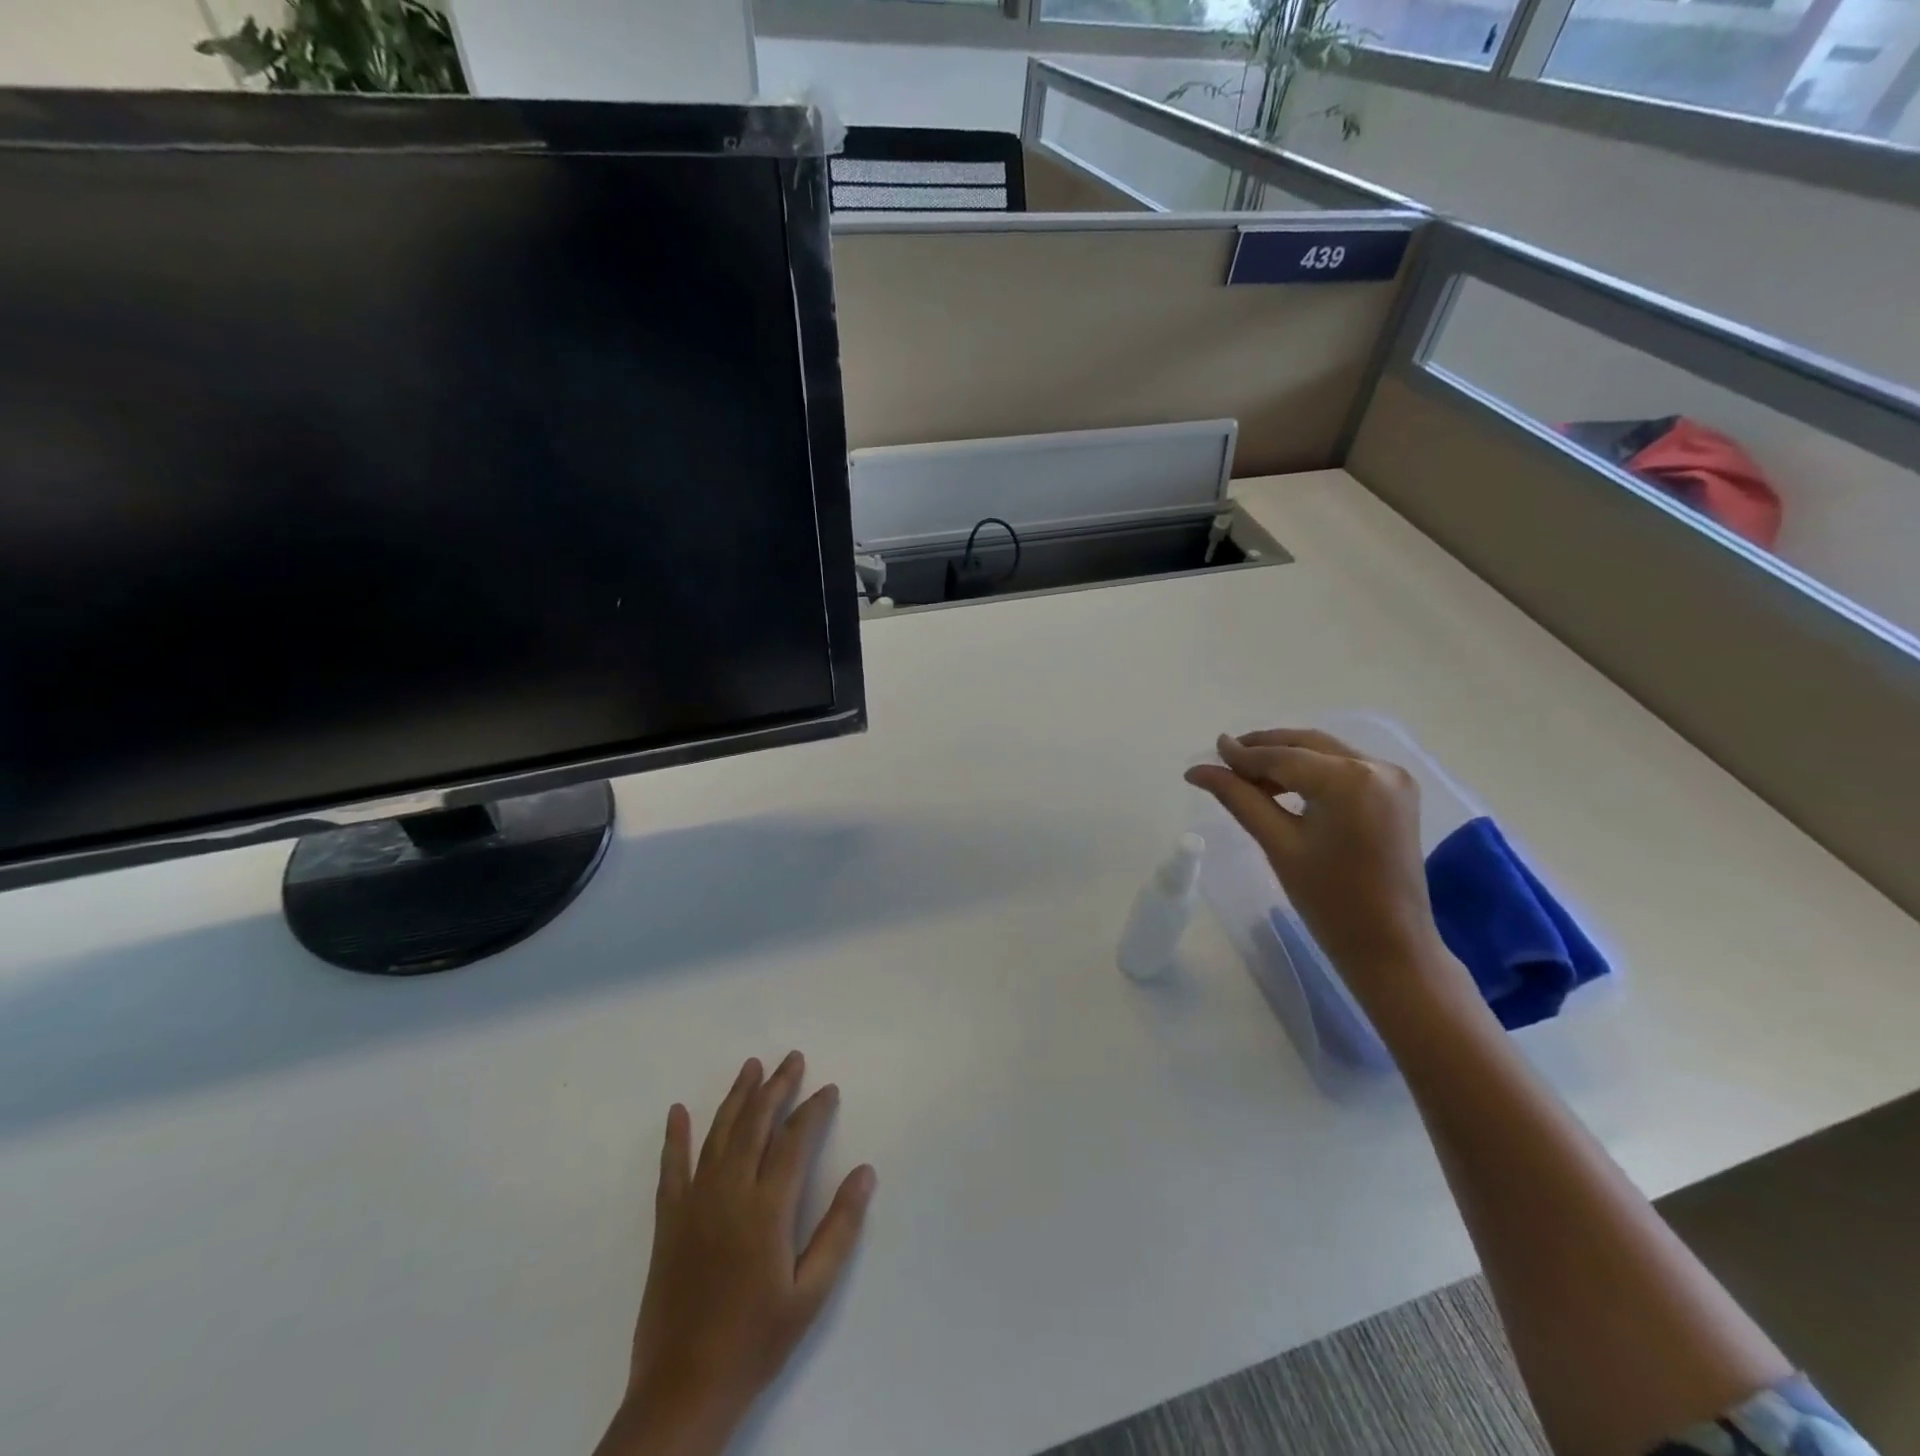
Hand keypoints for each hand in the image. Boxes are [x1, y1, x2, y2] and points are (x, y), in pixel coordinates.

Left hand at [599, 1053, 876, 1455]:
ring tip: (751, 1066)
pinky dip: (675, 1137)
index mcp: (767, 1208)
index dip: (813, 1109)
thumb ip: (839, 1228)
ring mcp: (694, 1203)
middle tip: (793, 1058)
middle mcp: (729, 1192)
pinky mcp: (668, 1220)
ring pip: (719, 1133)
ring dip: (737, 1096)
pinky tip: (678, 1111)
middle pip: (756, 1123)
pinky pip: (672, 1167)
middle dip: (777, 1086)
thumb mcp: (811, 1292)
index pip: (794, 1140)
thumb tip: (865, 1172)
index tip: (828, 1089)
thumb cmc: (756, 1340)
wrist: (684, 1388)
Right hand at [1185, 728, 1466, 1014]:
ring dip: (1286, 758)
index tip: (1210, 749)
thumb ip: (1238, 798)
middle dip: (1263, 749)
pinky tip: (1284, 787)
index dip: (1242, 754)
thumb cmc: (1329, 900)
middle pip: (1306, 744)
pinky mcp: (1397, 791)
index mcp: (1348, 780)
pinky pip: (1344, 766)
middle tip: (1223, 760)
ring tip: (1248, 777)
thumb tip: (1197, 770)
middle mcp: (1376, 766)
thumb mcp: (1278, 844)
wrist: (1391, 944)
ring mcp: (1393, 777)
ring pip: (1324, 752)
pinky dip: (1312, 770)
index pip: (1282, 757)